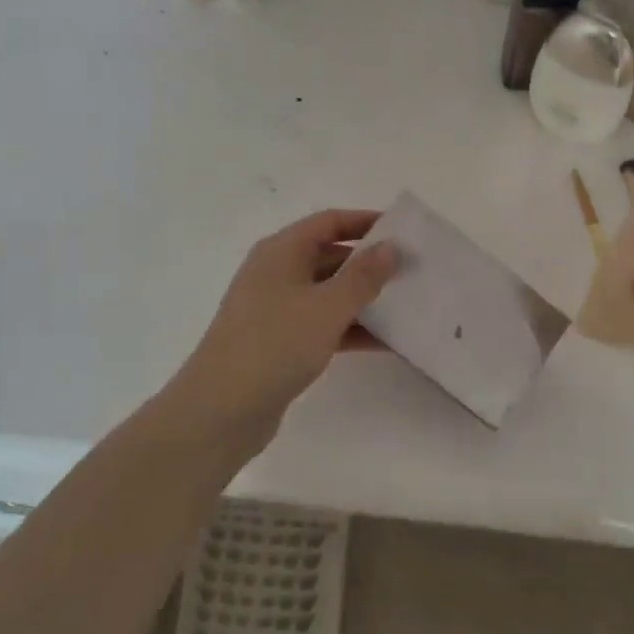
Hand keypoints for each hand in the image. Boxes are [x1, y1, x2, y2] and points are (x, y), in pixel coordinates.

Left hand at [173, 209, 398, 451]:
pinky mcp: (279, 342)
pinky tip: (386, 342)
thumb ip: (363, 276)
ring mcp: (276, 309)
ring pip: (328, 293)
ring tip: (407, 306)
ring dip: (364, 299)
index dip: (365, 222)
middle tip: (412, 272)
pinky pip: (322, 324)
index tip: (403, 231)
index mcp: (281, 251)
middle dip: (369, 264)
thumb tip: (390, 247)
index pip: (329, 222)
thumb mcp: (327, 307)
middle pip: (330, 256)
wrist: (220, 411)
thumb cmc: (275, 345)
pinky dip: (350, 329)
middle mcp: (276, 273)